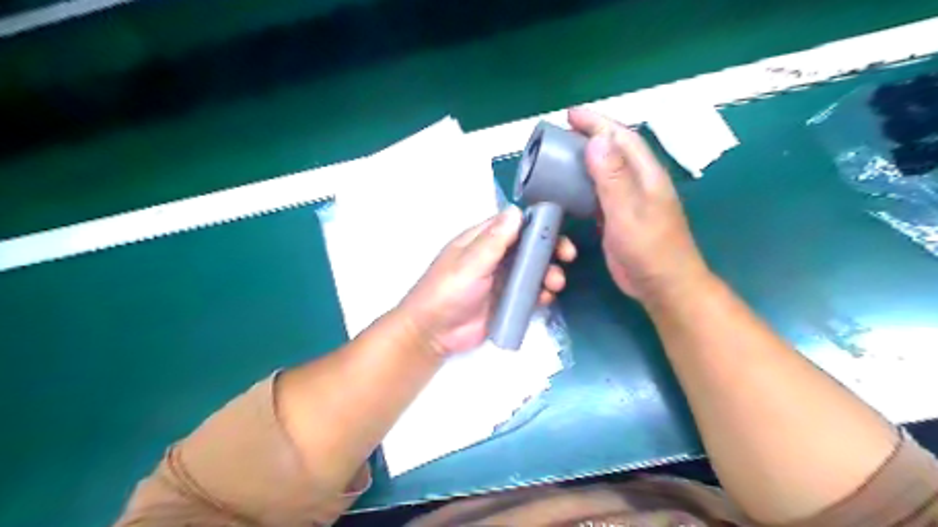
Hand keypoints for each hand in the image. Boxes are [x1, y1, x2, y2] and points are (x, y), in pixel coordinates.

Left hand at [392, 206, 570, 352]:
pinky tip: (545, 299)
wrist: (433, 334)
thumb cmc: (447, 292)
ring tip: (555, 284)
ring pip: (534, 270)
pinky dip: (541, 293)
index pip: (515, 224)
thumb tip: (516, 211)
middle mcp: (495, 256)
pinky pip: (530, 293)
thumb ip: (493, 240)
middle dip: (550, 249)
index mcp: (482, 240)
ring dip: (549, 273)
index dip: (538, 223)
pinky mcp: (508, 301)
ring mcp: (503, 279)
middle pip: (530, 246)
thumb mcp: (470, 264)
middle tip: (567, 256)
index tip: (559, 229)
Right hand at [563, 104, 711, 302]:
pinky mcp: (618, 218)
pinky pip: (598, 193)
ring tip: (558, 156)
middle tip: (560, 132)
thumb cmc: (649, 249)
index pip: (621, 138)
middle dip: (589, 136)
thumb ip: (613, 178)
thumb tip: (595, 140)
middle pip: (612, 151)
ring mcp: (628, 201)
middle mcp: (638, 182)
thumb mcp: (629, 212)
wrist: (662, 285)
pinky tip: (567, 188)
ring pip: (604, 172)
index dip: (598, 123)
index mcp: (645, 175)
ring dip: (584, 160)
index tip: (571, 114)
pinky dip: (583, 185)